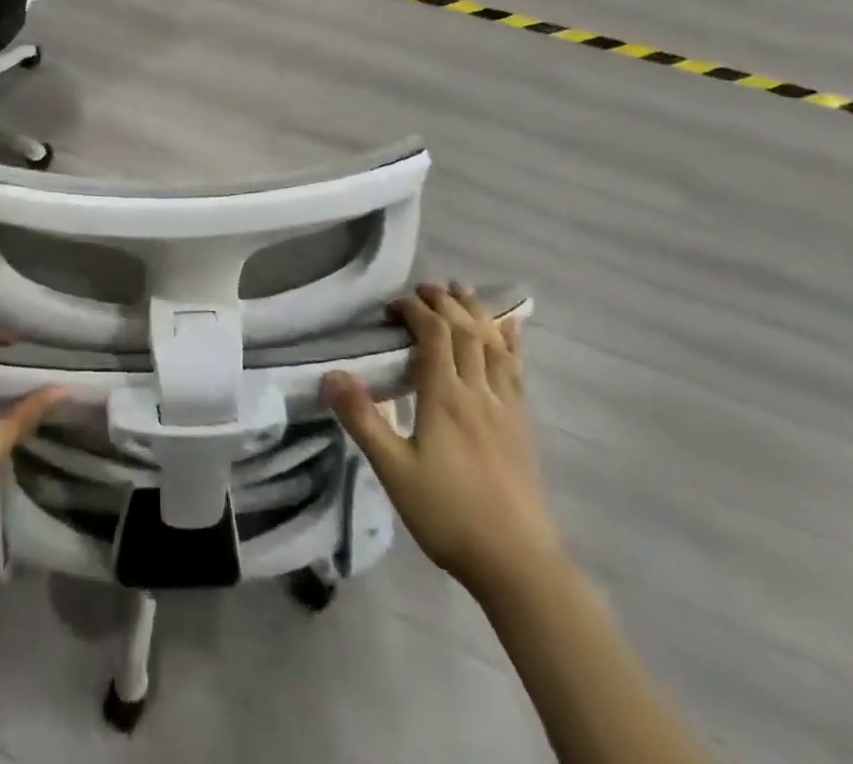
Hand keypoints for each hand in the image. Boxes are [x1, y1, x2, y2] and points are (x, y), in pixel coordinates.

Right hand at [322, 283, 561, 601]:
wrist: (517, 564)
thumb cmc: (448, 515)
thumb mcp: (393, 470)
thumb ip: (362, 419)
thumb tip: (330, 374)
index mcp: (446, 397)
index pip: (434, 334)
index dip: (414, 310)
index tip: (392, 306)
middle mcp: (478, 391)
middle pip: (465, 330)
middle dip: (444, 302)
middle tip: (422, 289)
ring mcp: (505, 407)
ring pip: (494, 344)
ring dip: (476, 312)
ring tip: (461, 292)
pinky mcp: (521, 425)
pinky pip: (516, 370)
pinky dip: (509, 342)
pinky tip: (509, 331)